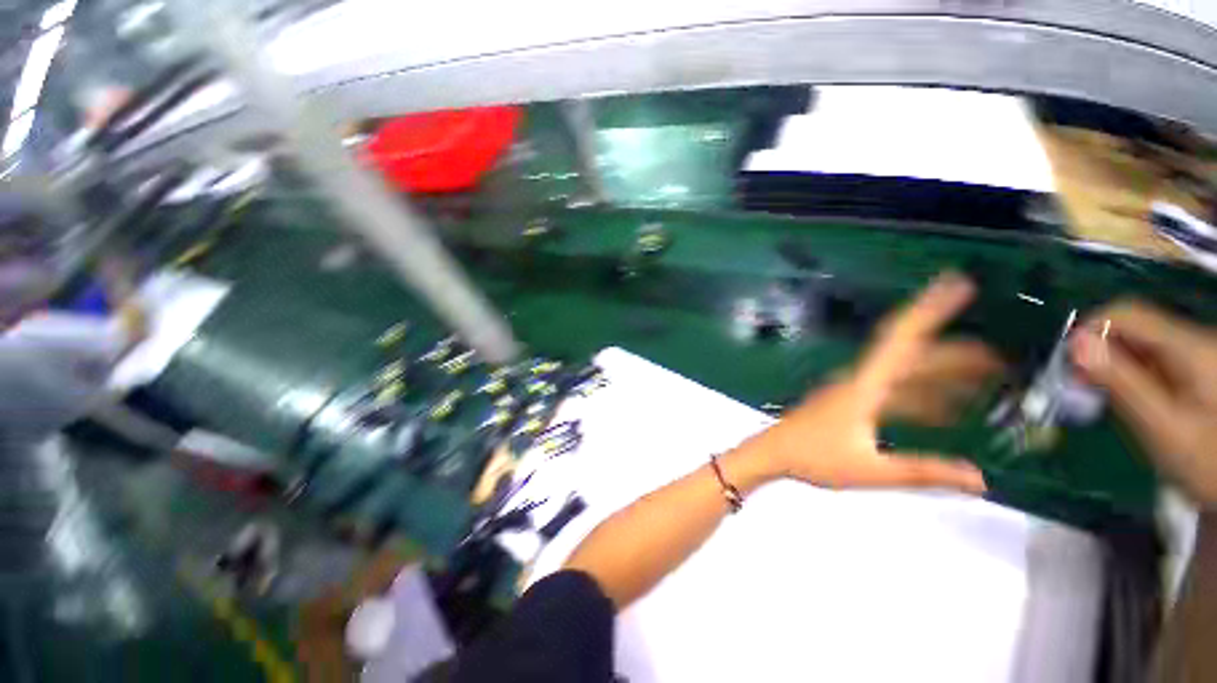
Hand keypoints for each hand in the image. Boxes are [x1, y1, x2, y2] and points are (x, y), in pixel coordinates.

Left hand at [739, 273, 990, 493]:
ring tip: (983, 381)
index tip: (957, 283)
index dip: (930, 308)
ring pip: (904, 375)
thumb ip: (923, 472)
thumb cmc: (813, 457)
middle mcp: (860, 380)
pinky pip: (892, 393)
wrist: (773, 452)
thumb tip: (980, 479)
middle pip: (911, 356)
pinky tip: (944, 412)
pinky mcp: (850, 402)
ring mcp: (854, 390)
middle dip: (955, 354)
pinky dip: (919, 398)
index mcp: (864, 385)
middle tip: (997, 356)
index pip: (902, 338)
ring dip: (941, 376)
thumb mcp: (871, 469)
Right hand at [1070, 301, 1216, 505]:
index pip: (1125, 314)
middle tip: (1078, 387)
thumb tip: (1076, 344)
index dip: (1089, 330)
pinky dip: (1132, 375)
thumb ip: (1121, 381)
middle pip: (1134, 328)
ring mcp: (1200, 355)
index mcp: (1190, 348)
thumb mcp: (1161, 426)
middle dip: (1100, 353)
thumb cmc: (1204, 461)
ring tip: (1100, 398)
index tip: (1067, 364)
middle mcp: (1196, 340)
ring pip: (1142, 345)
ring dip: (1114, 366)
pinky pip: (1154, 359)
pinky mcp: (1198, 369)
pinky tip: (1129, 400)